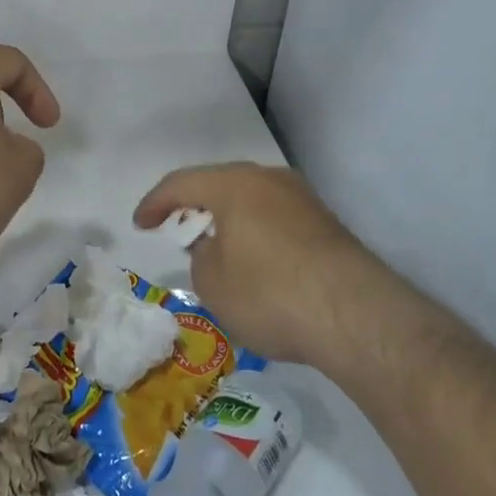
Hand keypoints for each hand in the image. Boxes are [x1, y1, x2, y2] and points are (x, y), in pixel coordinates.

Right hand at [134, 162, 381, 365]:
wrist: (355, 316)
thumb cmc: (269, 293)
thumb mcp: (212, 282)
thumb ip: (200, 256)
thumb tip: (214, 247)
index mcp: (234, 184)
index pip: (182, 183)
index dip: (155, 203)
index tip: (140, 225)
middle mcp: (270, 179)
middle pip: (220, 185)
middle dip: (195, 208)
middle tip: (177, 231)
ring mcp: (303, 200)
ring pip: (252, 202)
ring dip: (229, 221)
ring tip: (216, 250)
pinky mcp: (327, 225)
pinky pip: (277, 220)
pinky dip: (256, 235)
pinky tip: (255, 264)